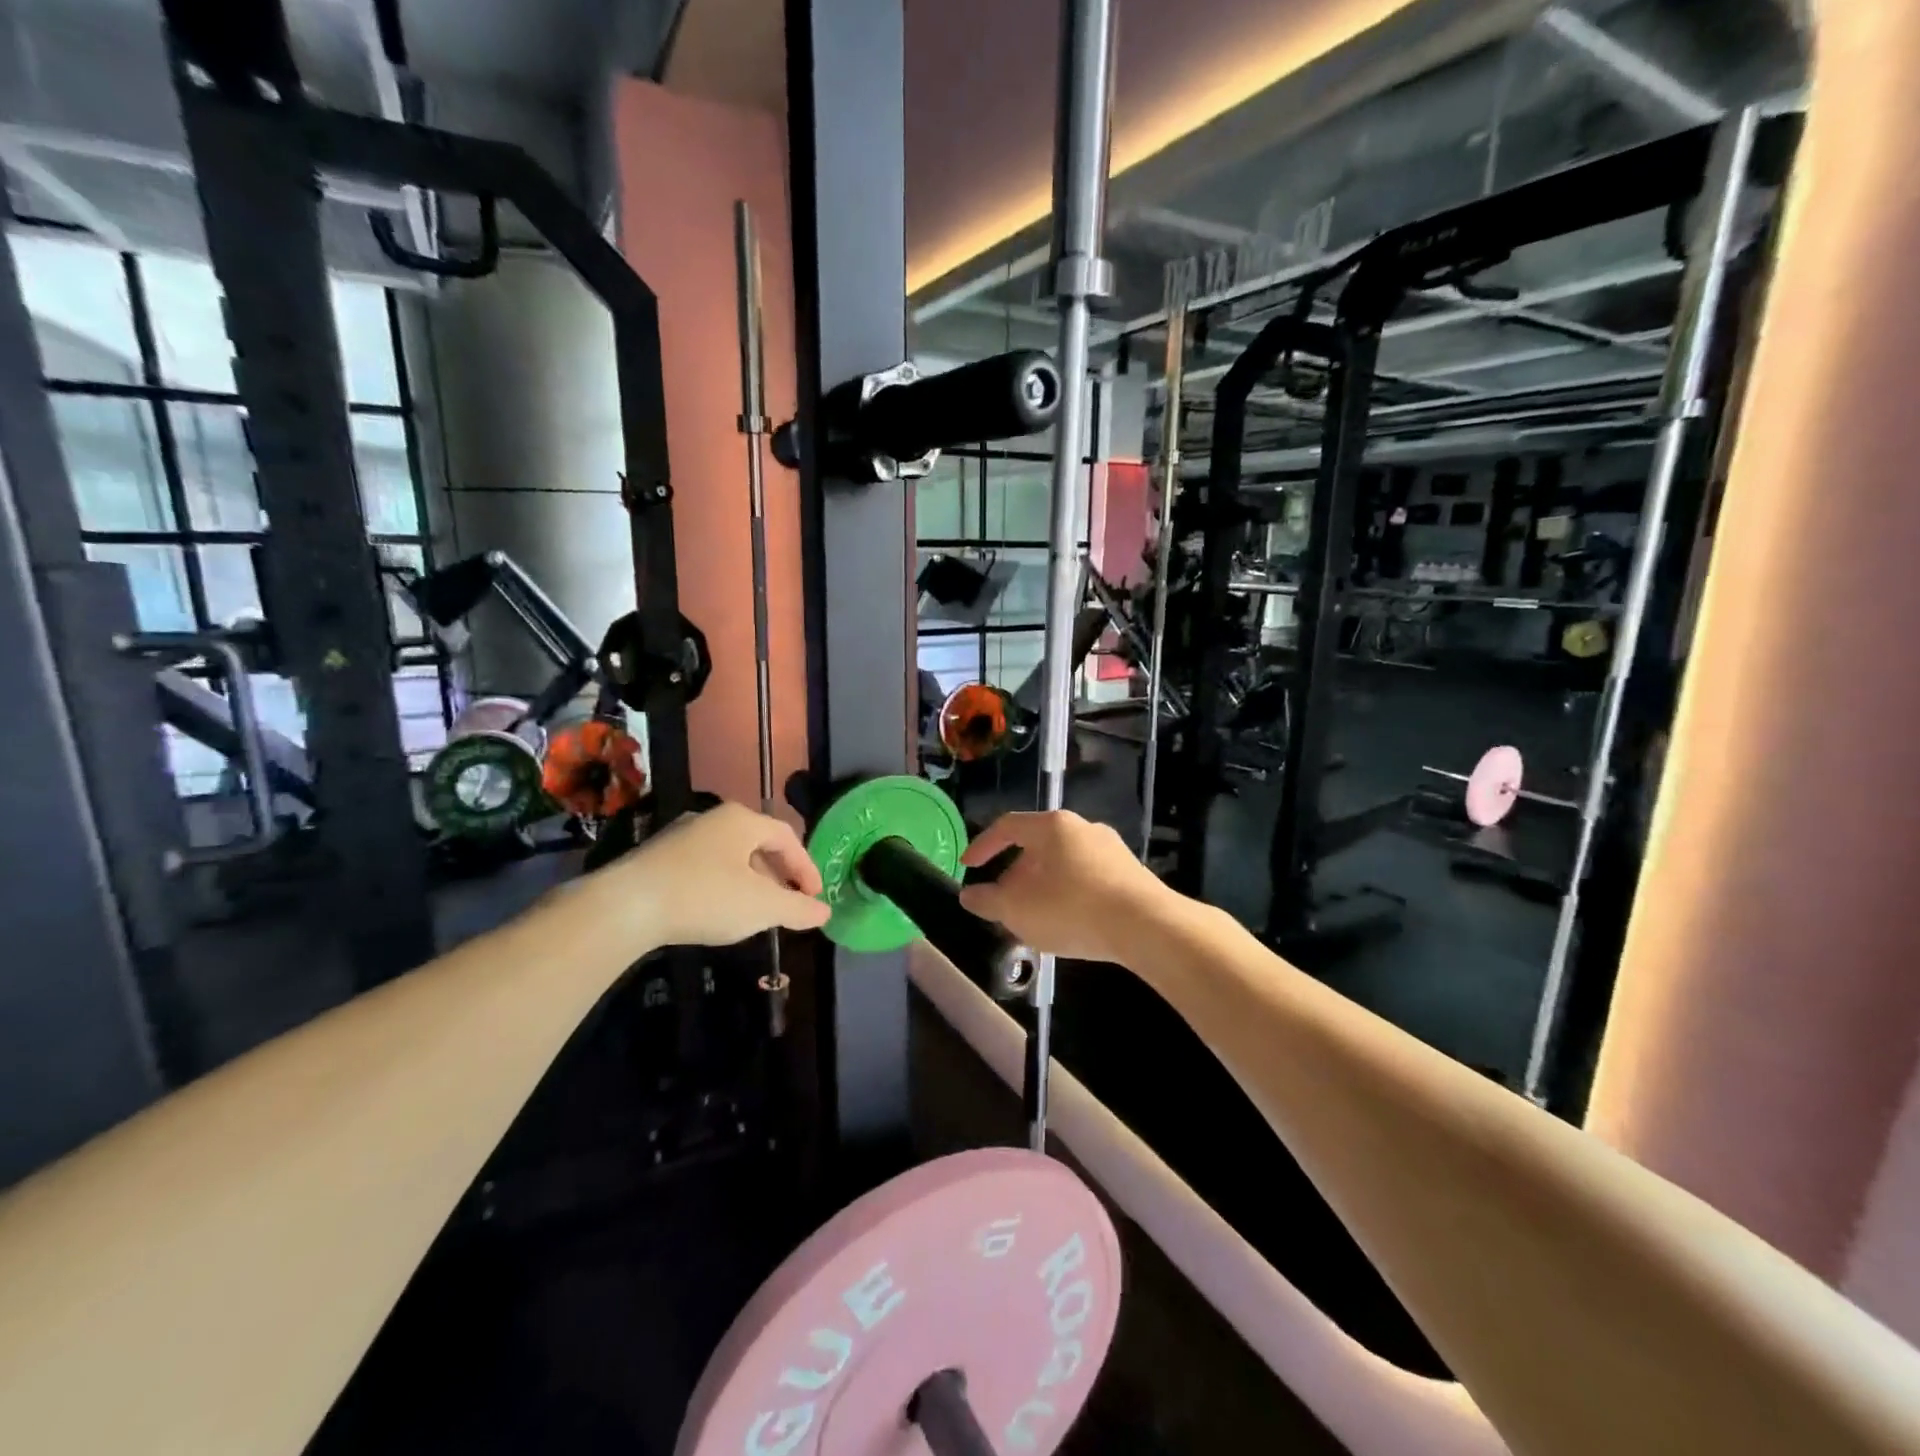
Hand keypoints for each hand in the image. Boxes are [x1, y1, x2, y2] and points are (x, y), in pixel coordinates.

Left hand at [581, 802, 830, 948]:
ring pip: (729, 856)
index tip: (814, 896)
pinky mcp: (657, 858)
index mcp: (742, 820)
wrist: (625, 906)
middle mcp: (712, 818)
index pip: (787, 837)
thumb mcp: (762, 907)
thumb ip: (797, 908)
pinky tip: (717, 911)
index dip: (806, 867)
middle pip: (757, 843)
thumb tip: (825, 912)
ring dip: (750, 881)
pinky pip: (703, 866)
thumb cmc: (705, 897)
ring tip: (755, 911)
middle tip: (788, 903)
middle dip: (778, 874)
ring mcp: (681, 836)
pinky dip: (721, 885)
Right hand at [957, 811, 1173, 964]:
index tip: (969, 867)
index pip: (1007, 826)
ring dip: (1042, 886)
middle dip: (1014, 875)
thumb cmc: (1072, 909)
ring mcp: (1111, 849)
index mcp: (1052, 827)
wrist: (1147, 926)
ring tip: (1033, 917)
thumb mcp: (1018, 910)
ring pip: (1063, 863)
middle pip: (1037, 845)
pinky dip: (1068, 894)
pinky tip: (1068, 922)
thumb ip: (988, 901)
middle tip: (1003, 901)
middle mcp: (1083, 828)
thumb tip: (969, 896)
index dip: (983, 846)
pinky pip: (1087, 878)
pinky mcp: (1131, 873)